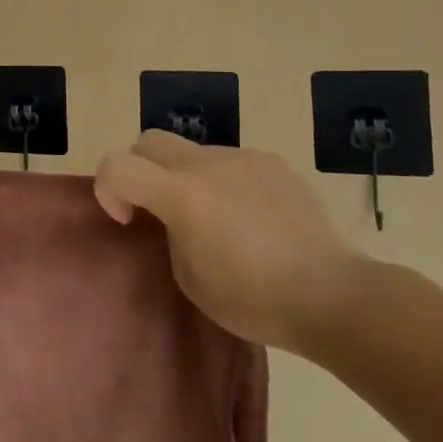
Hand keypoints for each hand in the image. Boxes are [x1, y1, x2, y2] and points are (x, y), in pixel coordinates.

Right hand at [93, 130, 365, 352]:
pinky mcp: (274, 163)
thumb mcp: (189, 276)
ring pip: (192, 151)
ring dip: (184, 176)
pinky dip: (222, 181)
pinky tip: (249, 218)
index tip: (128, 221)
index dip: (108, 189)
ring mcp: (245, 158)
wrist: (334, 295)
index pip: (117, 165)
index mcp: (183, 194)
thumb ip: (168, 232)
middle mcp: (209, 163)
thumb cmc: (254, 299)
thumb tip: (173, 215)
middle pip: (149, 141)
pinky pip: (230, 162)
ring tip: (213, 219)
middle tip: (156, 209)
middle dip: (139, 169)